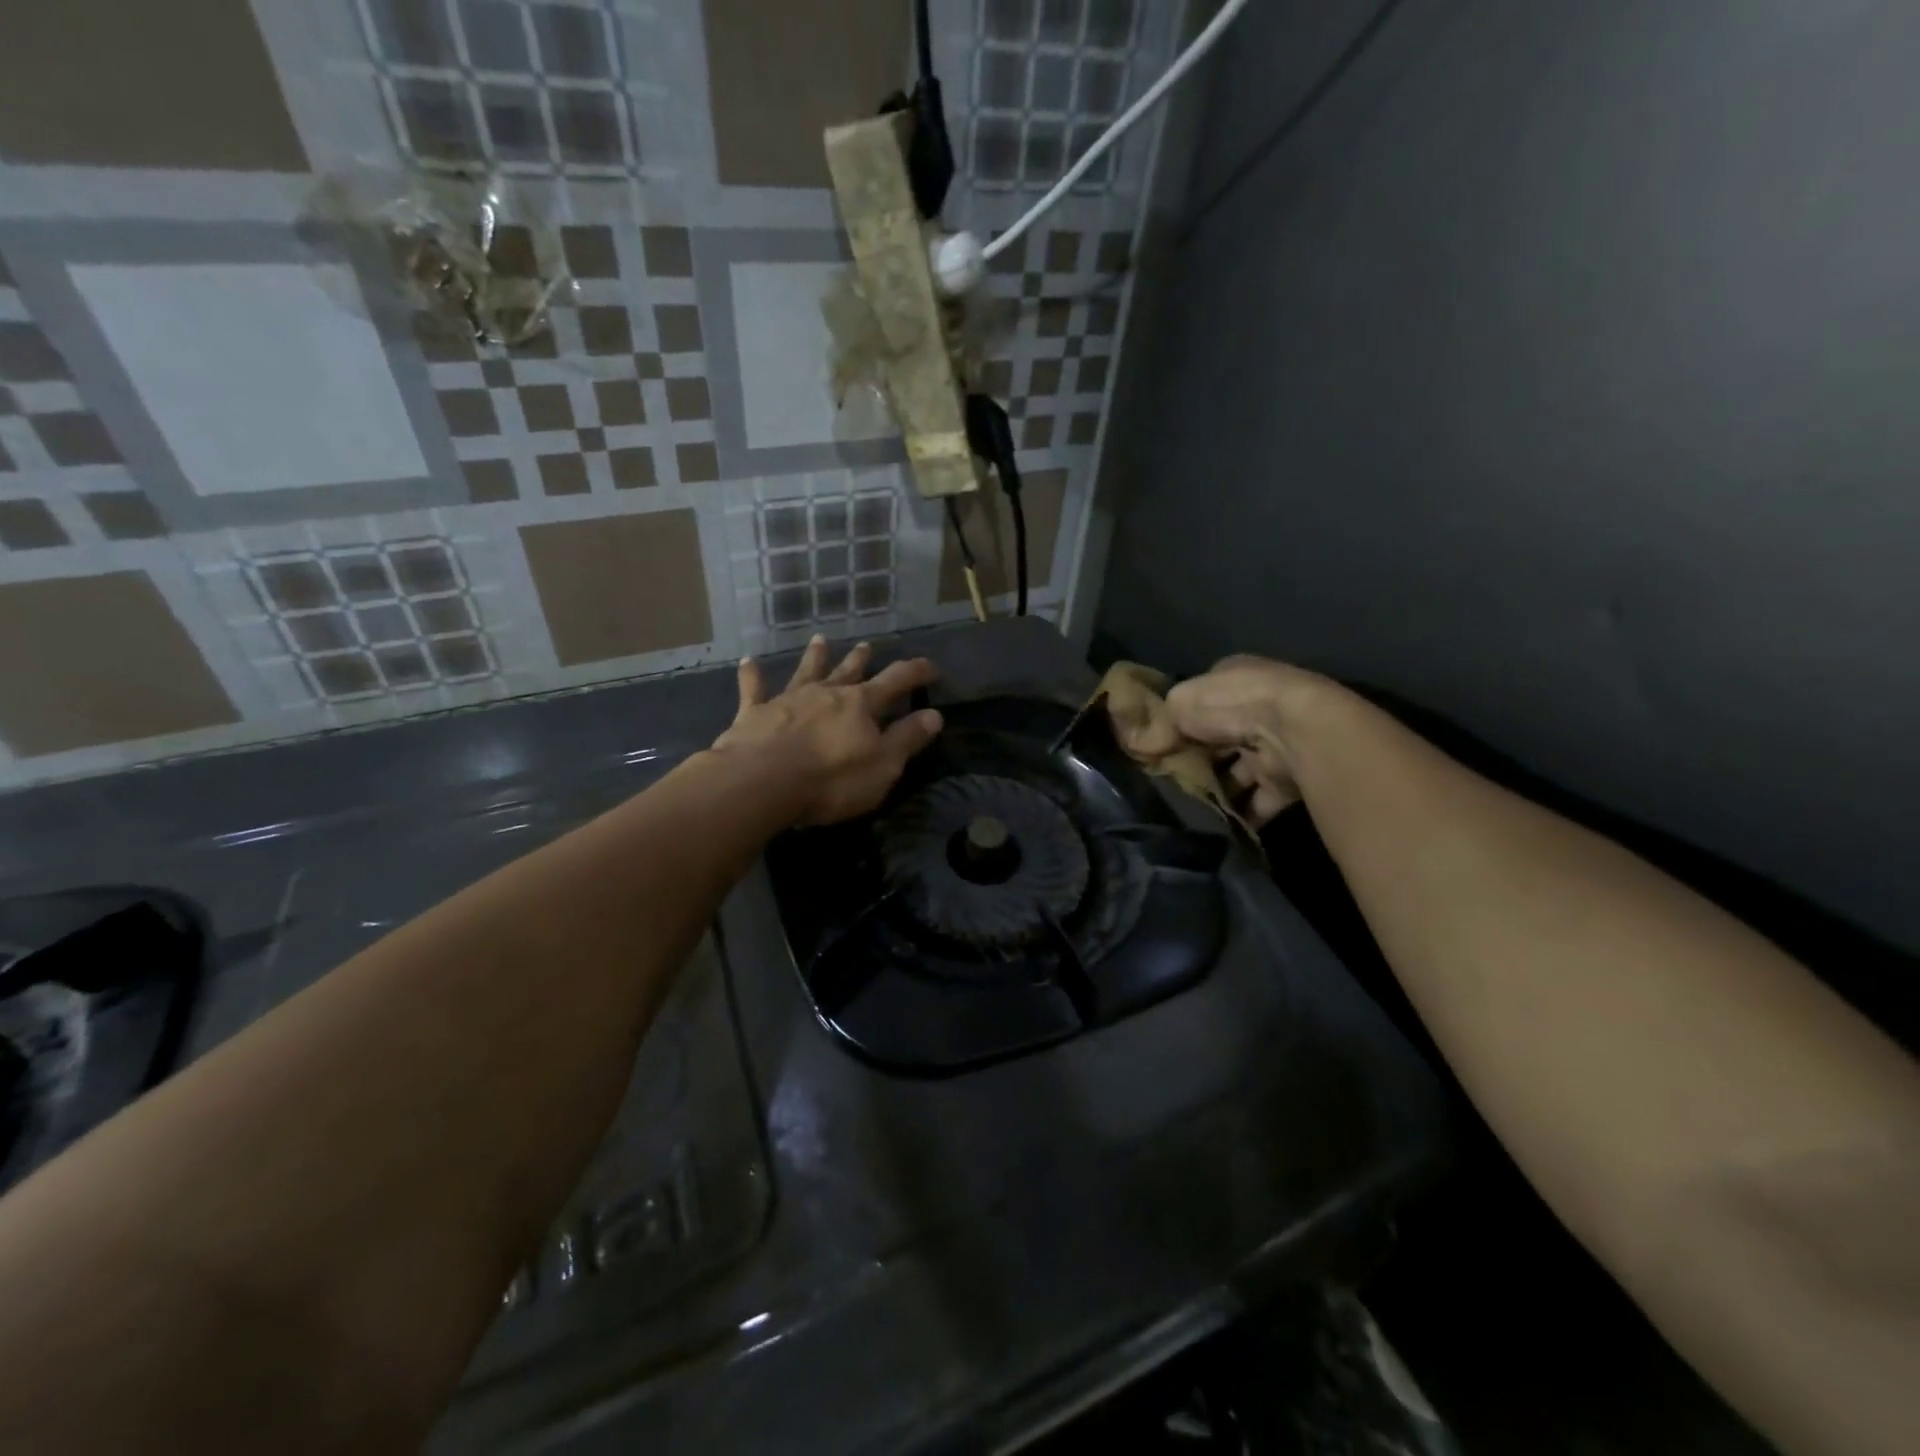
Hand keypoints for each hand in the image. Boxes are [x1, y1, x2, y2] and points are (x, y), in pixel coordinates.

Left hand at [713, 636, 943, 826]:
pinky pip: (753, 689)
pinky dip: (752, 675)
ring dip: (814, 656)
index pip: (896, 681)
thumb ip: (907, 739)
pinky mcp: (754, 713)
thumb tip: (934, 715)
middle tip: (867, 645)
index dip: (916, 672)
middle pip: (848, 671)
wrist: (761, 781)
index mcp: (861, 705)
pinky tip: (748, 661)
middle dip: (861, 659)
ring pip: (806, 671)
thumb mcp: (883, 765)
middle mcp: (826, 693)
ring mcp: (788, 699)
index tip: (931, 666)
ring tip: (820, 640)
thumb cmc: (831, 779)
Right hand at [1112, 656, 1324, 827]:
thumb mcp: (1179, 706)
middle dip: (1198, 759)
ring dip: (1219, 789)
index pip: (1203, 700)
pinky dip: (1241, 813)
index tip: (1158, 745)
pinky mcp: (1288, 779)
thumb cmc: (1231, 704)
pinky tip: (1217, 825)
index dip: (1179, 721)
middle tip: (1168, 780)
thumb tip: (1134, 746)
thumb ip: (1157, 726)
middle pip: (1219, 739)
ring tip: (1188, 808)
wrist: (1294, 732)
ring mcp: (1276, 744)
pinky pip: (1259, 800)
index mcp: (1236, 679)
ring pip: (1239, 771)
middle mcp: (1258, 708)